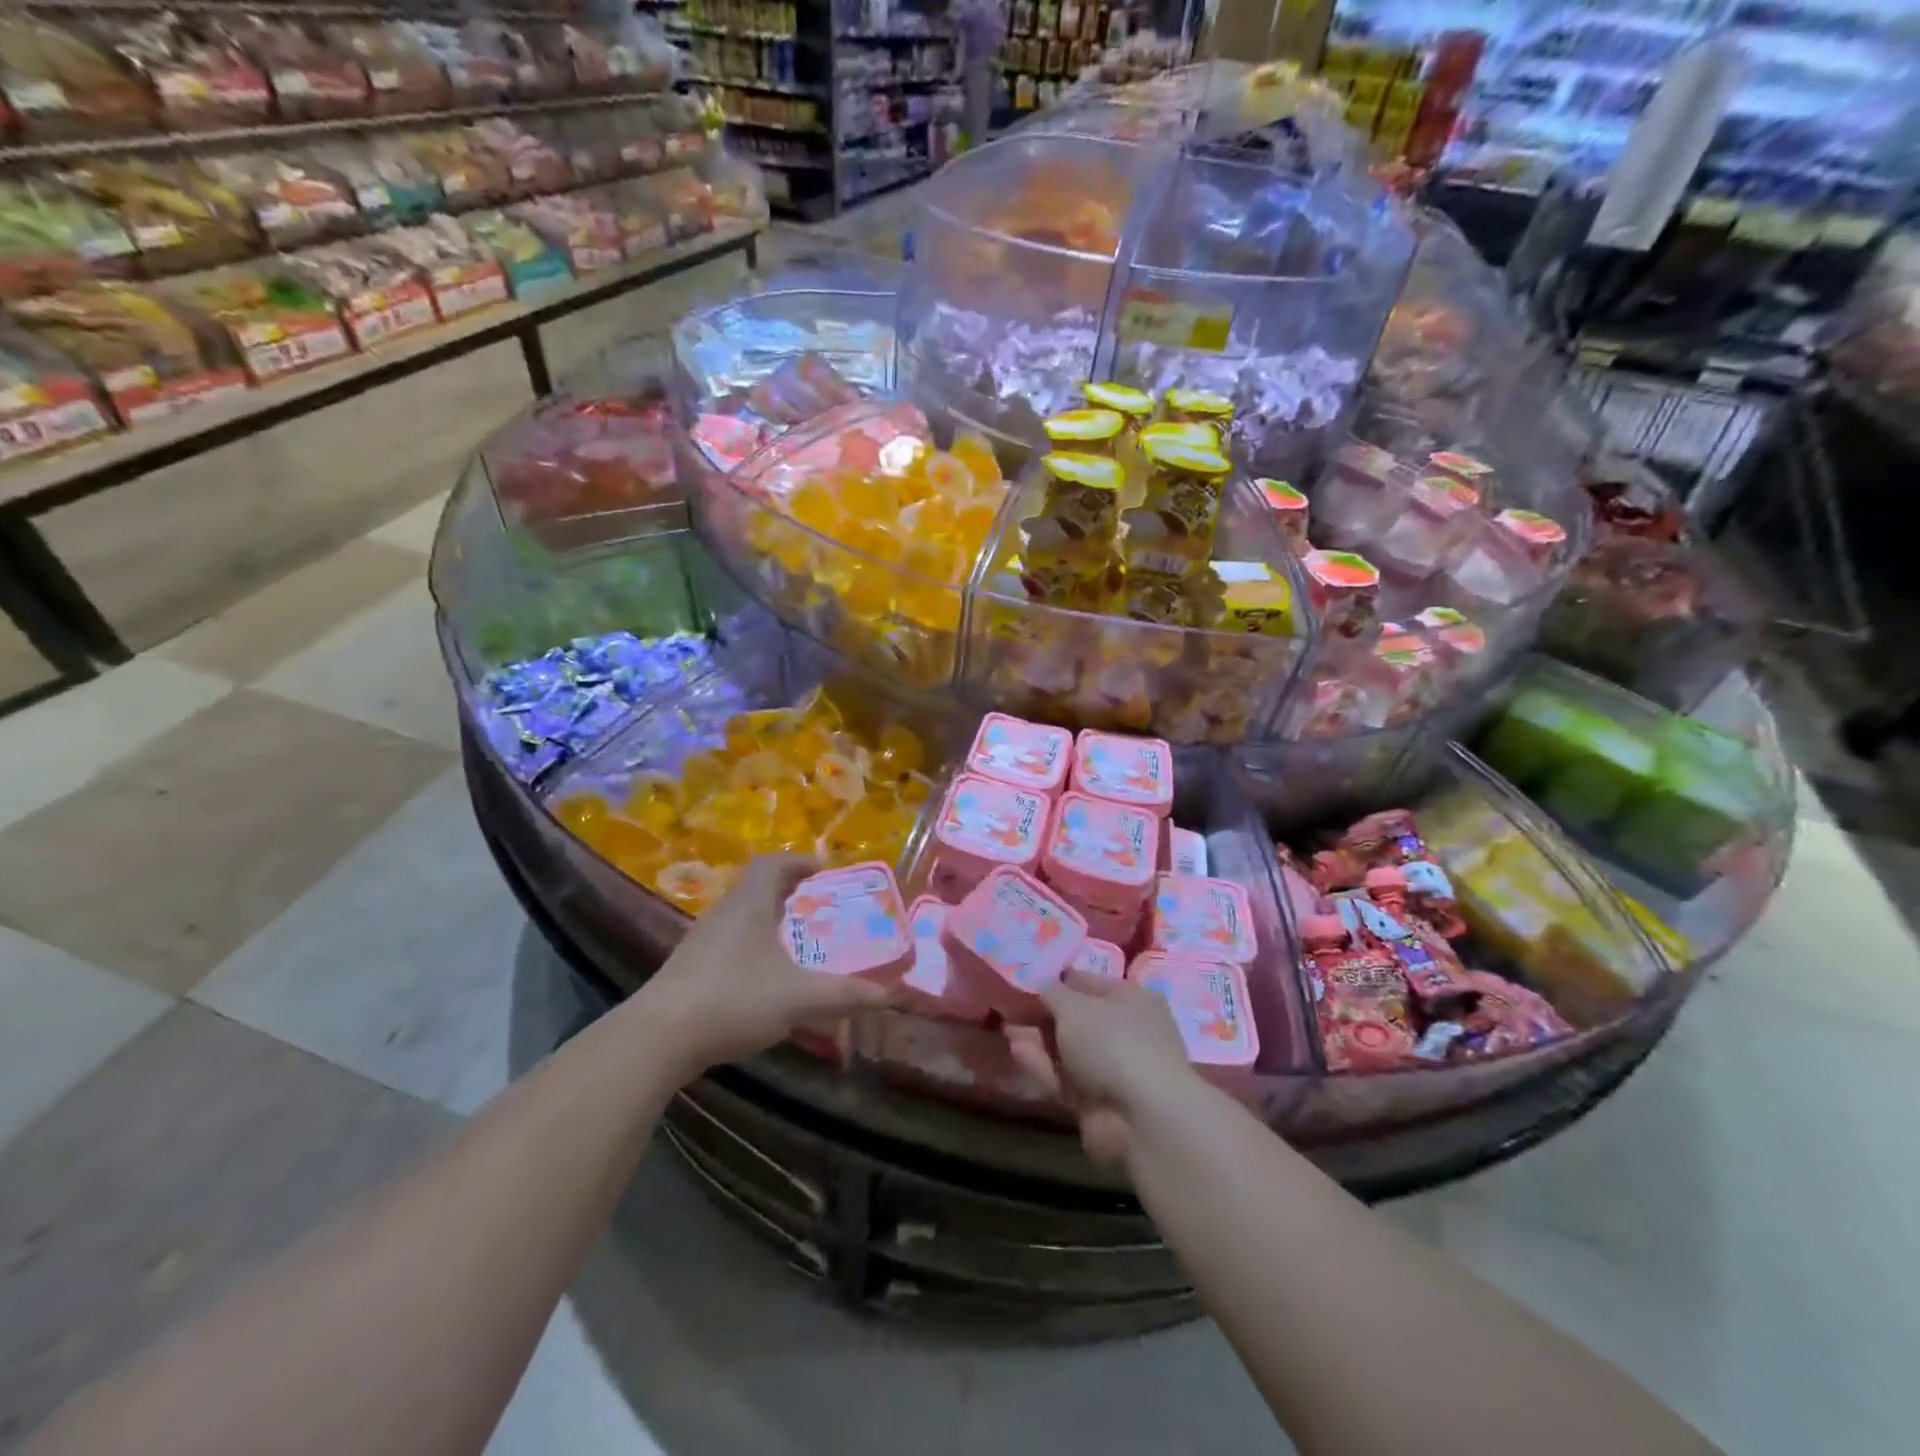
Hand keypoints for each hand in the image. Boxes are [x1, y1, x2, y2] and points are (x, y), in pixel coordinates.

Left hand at [640, 854, 891, 1076]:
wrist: (659, 1039)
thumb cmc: (734, 999)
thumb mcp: (799, 997)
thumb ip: (846, 994)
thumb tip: (889, 995)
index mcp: (749, 903)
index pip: (773, 863)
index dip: (800, 861)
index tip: (826, 871)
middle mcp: (724, 912)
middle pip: (758, 887)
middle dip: (790, 891)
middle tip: (820, 905)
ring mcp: (703, 940)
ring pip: (742, 915)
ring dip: (771, 919)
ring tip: (799, 938)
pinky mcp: (691, 968)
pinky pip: (730, 941)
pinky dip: (754, 945)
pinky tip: (767, 975)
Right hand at [1009, 970, 1202, 1166]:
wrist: (1142, 1117)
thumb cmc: (1112, 1042)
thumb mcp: (1074, 1006)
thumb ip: (1052, 992)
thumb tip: (1042, 986)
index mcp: (1132, 1000)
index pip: (1089, 983)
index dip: (1058, 982)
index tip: (1027, 983)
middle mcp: (1127, 1032)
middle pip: (1077, 1020)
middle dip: (1043, 1016)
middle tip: (1011, 1011)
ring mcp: (1114, 1070)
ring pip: (1069, 1051)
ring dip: (1038, 1041)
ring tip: (1007, 1029)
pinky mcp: (1099, 1103)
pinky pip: (1066, 1079)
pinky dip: (1044, 1067)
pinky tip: (1018, 1054)